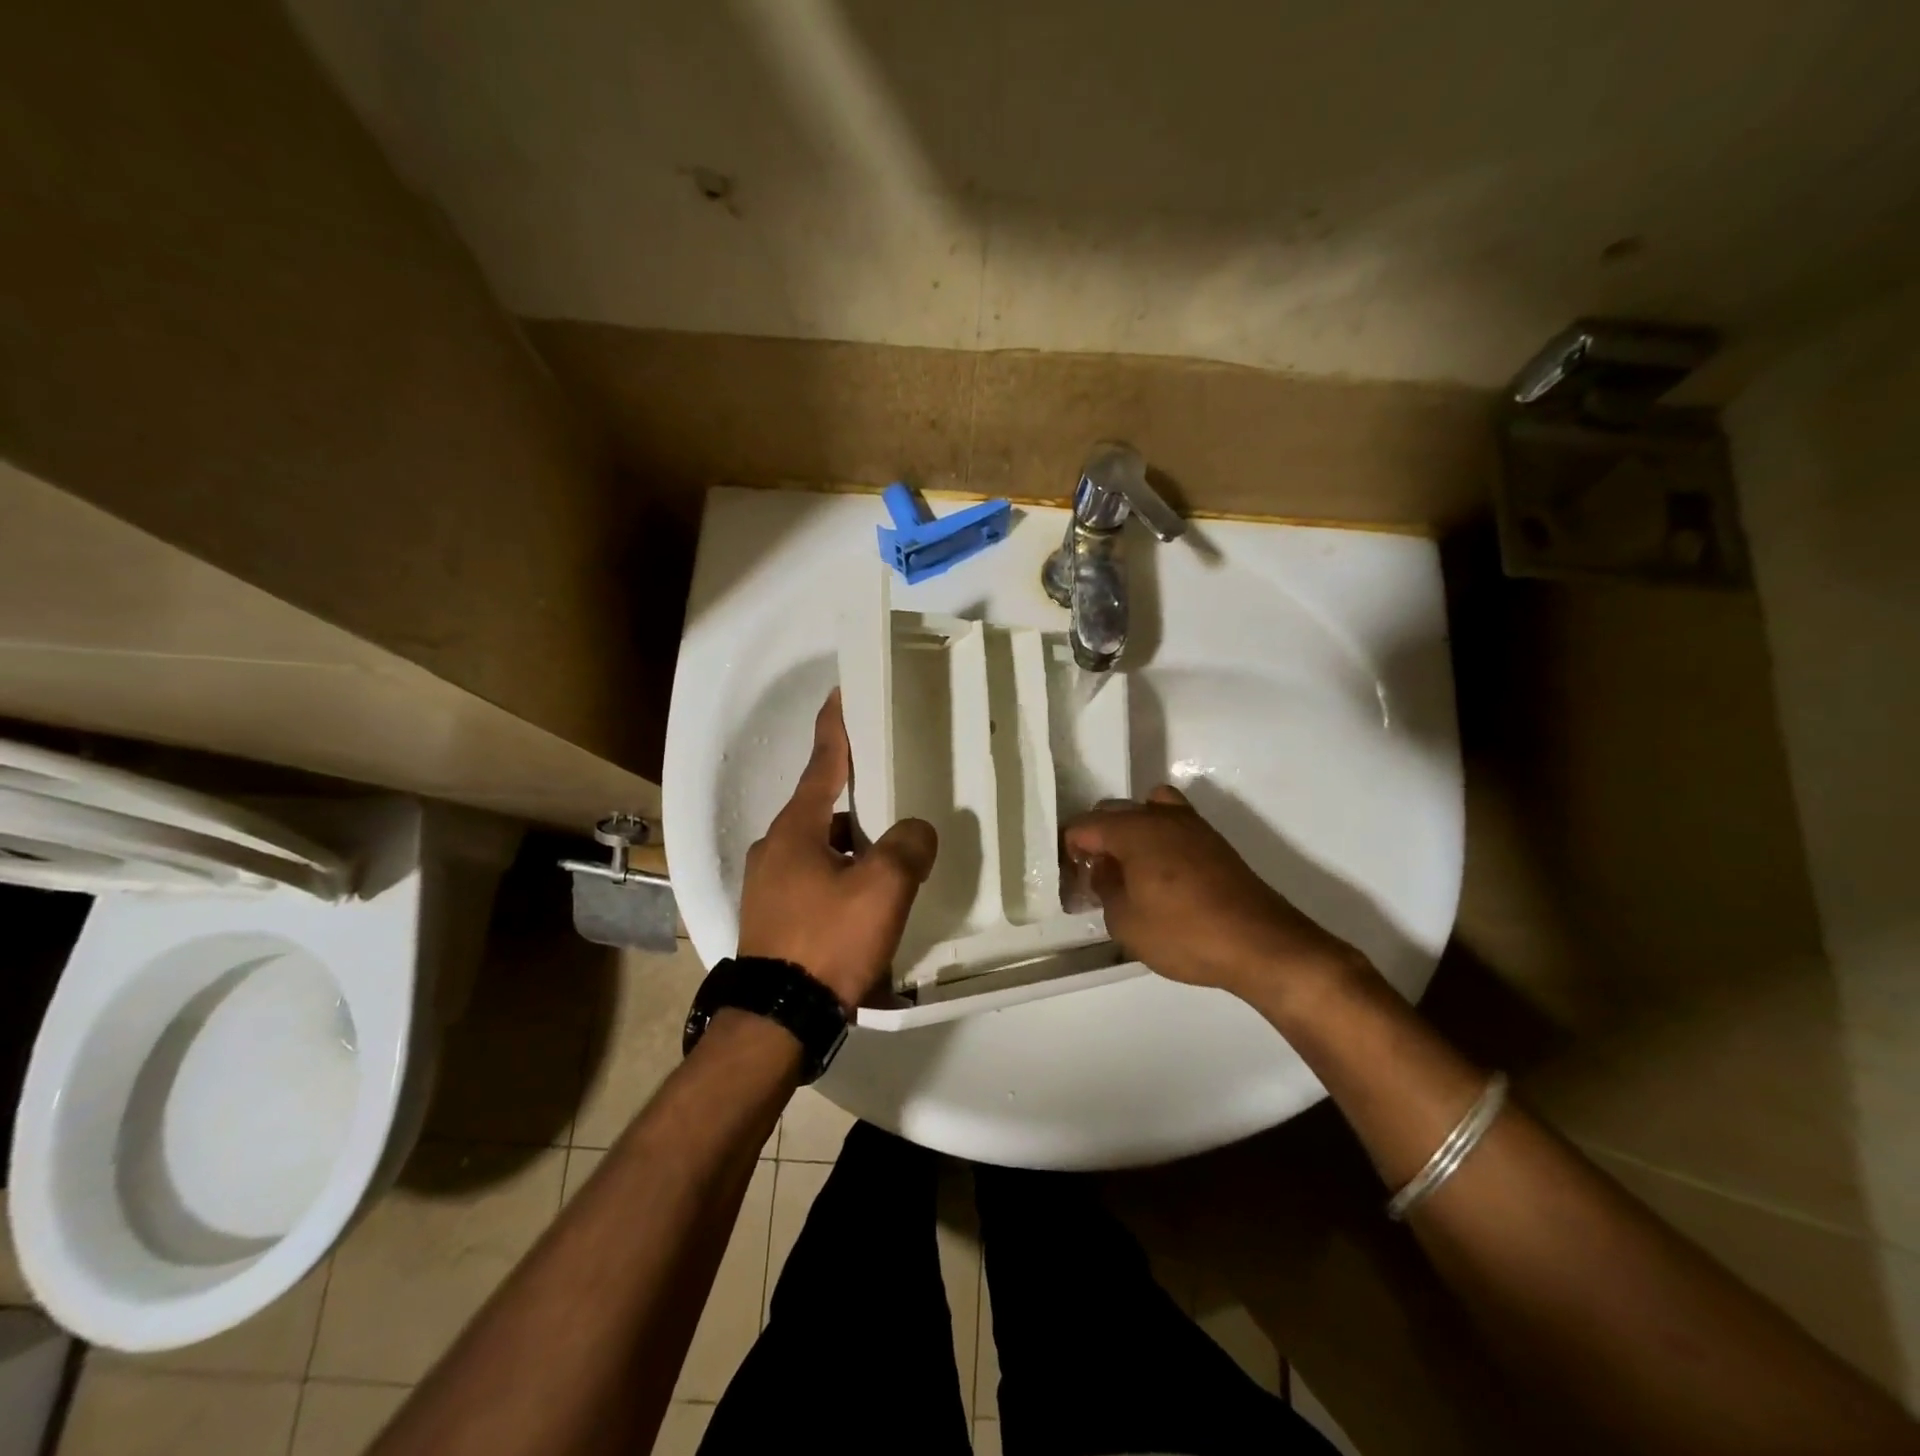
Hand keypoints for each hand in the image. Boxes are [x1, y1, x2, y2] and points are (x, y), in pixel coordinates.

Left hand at [737, 691, 937, 1012]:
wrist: (779, 1019)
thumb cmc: (828, 940)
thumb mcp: (883, 888)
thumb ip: (907, 847)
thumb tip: (915, 831)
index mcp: (795, 828)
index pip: (822, 763)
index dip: (836, 728)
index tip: (841, 694)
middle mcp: (774, 847)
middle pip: (821, 806)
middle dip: (855, 795)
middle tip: (890, 786)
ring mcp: (768, 884)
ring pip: (819, 846)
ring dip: (851, 843)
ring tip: (890, 851)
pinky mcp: (772, 916)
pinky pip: (814, 878)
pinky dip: (841, 874)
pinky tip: (866, 897)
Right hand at [1063, 785, 1361, 997]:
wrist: (1261, 944)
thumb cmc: (1183, 934)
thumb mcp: (1125, 922)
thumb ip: (1105, 889)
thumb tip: (1104, 869)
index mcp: (1133, 830)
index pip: (1084, 826)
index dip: (1070, 851)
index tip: (1071, 880)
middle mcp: (1160, 816)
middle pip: (1113, 811)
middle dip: (1098, 839)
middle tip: (1095, 877)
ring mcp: (1192, 825)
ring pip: (1147, 810)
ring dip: (1131, 832)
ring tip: (1130, 869)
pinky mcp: (1215, 842)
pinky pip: (1173, 825)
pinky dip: (1159, 839)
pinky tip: (1163, 876)